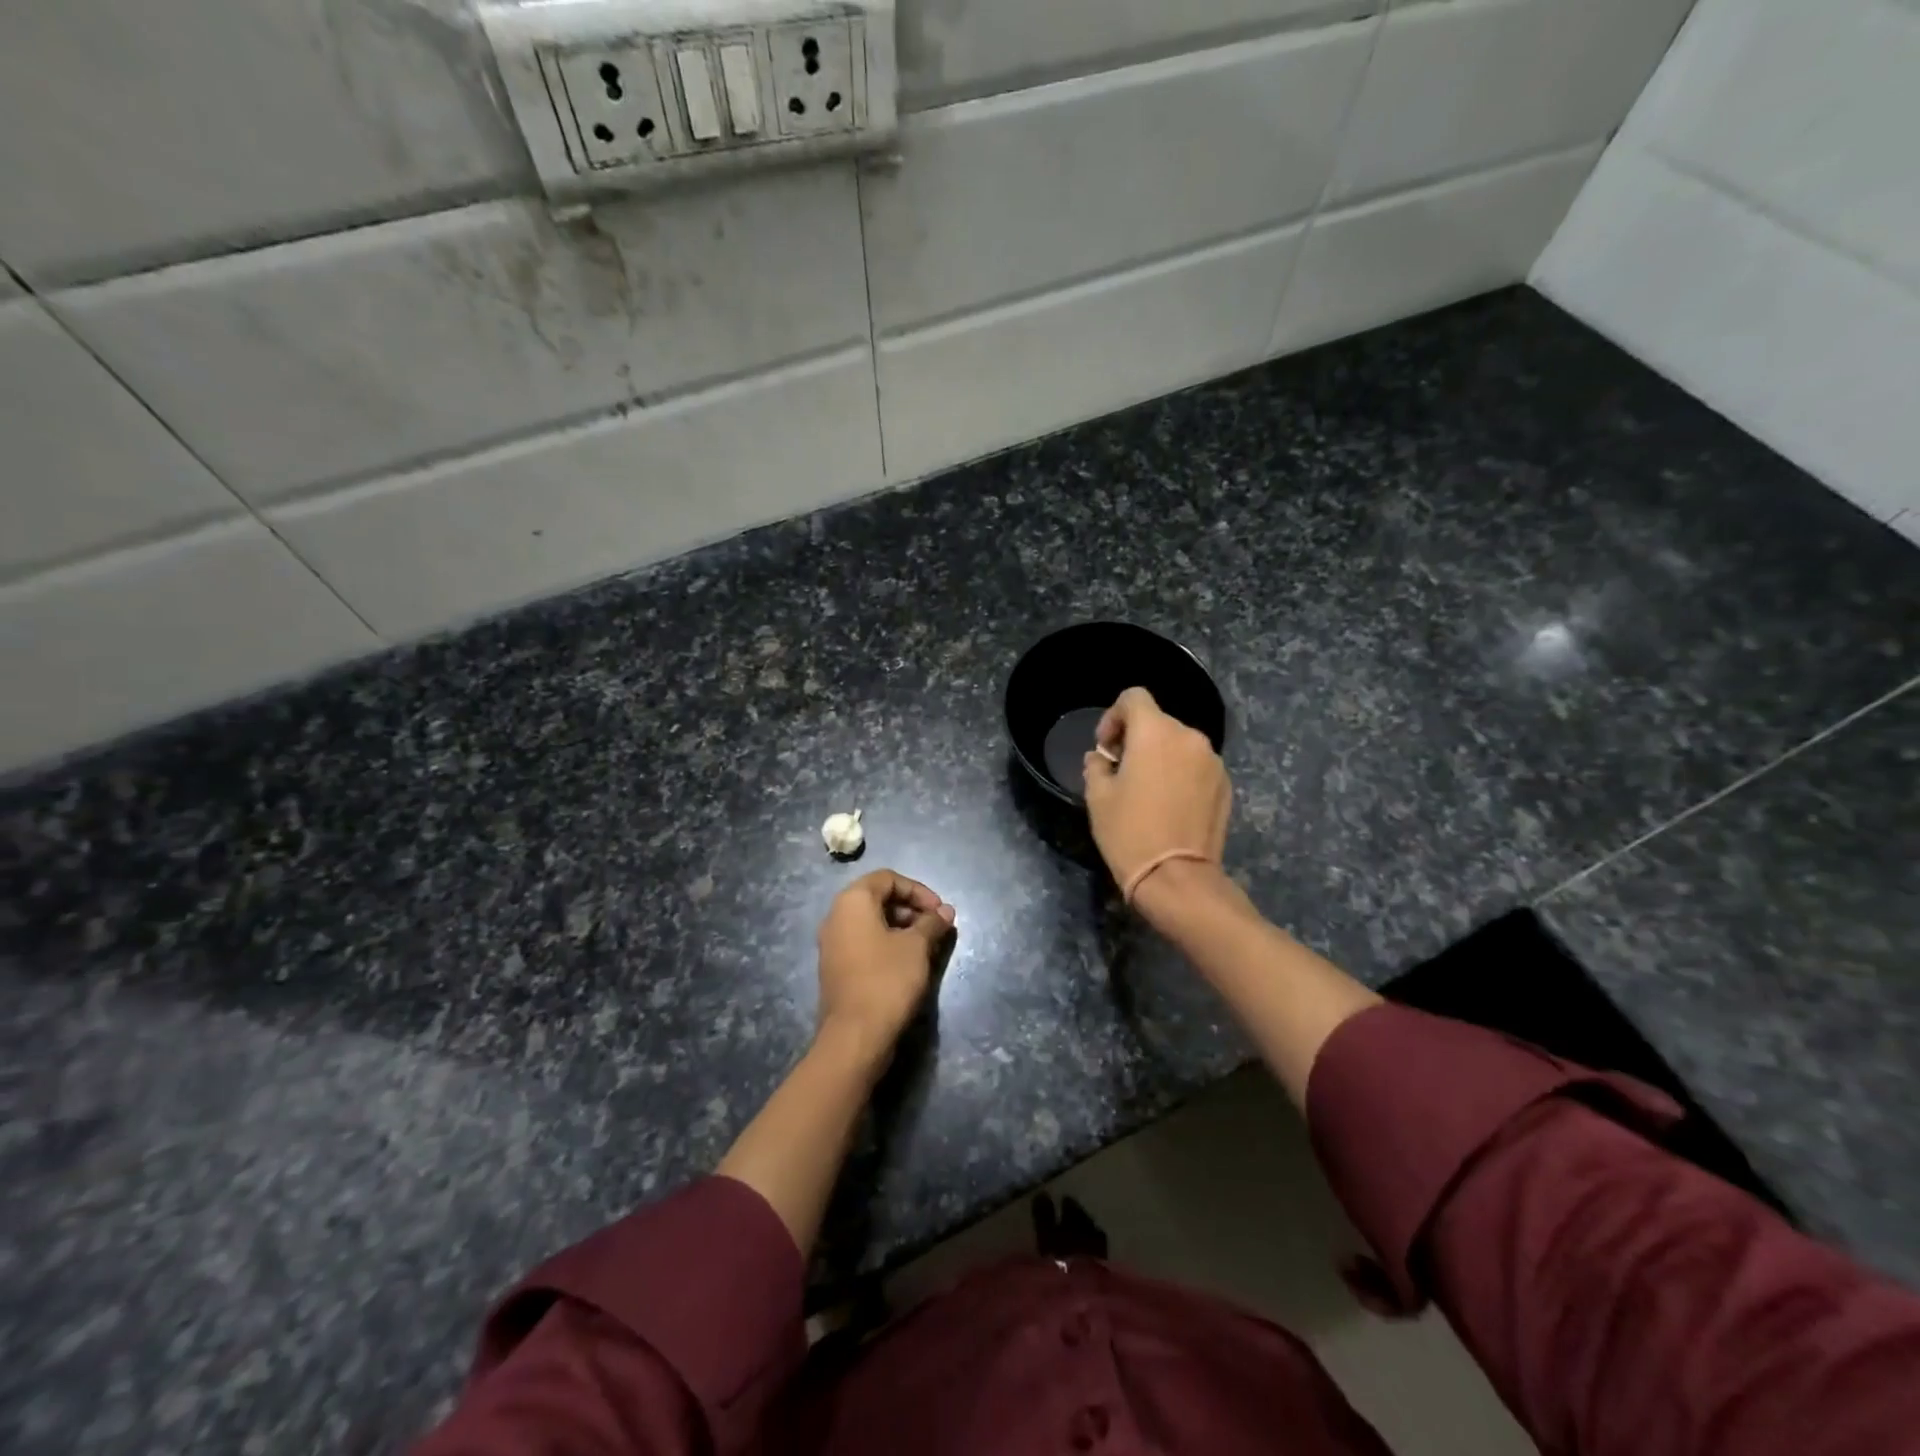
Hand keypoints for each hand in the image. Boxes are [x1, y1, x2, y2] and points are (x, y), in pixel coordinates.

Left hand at [815, 870, 955, 1064]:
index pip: (888, 878)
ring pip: (871, 922)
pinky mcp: (836, 967)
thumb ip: (932, 923)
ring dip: (902, 927)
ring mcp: (832, 943)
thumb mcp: (917, 947)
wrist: (855, 1036)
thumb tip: (946, 912)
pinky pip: (864, 942)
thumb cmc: (887, 980)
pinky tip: (908, 963)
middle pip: (878, 898)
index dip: (918, 890)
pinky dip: (887, 943)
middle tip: (936, 928)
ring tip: (927, 946)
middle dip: (911, 909)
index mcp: (852, 901)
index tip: (939, 911)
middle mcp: (836, 916)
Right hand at [1082, 687, 1231, 901]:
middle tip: (1121, 771)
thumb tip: (1101, 759)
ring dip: (1161, 757)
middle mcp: (1189, 738)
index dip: (1114, 716)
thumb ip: (1096, 766)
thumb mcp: (1098, 797)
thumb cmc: (1129, 832)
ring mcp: (1213, 762)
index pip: (1134, 697)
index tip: (1106, 748)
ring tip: (1147, 791)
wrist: (1177, 878)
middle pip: (1158, 721)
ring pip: (1179, 745)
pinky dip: (1181, 775)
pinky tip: (1170, 806)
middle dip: (1136, 739)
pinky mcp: (1225, 785)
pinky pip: (1197, 767)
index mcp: (1155, 732)